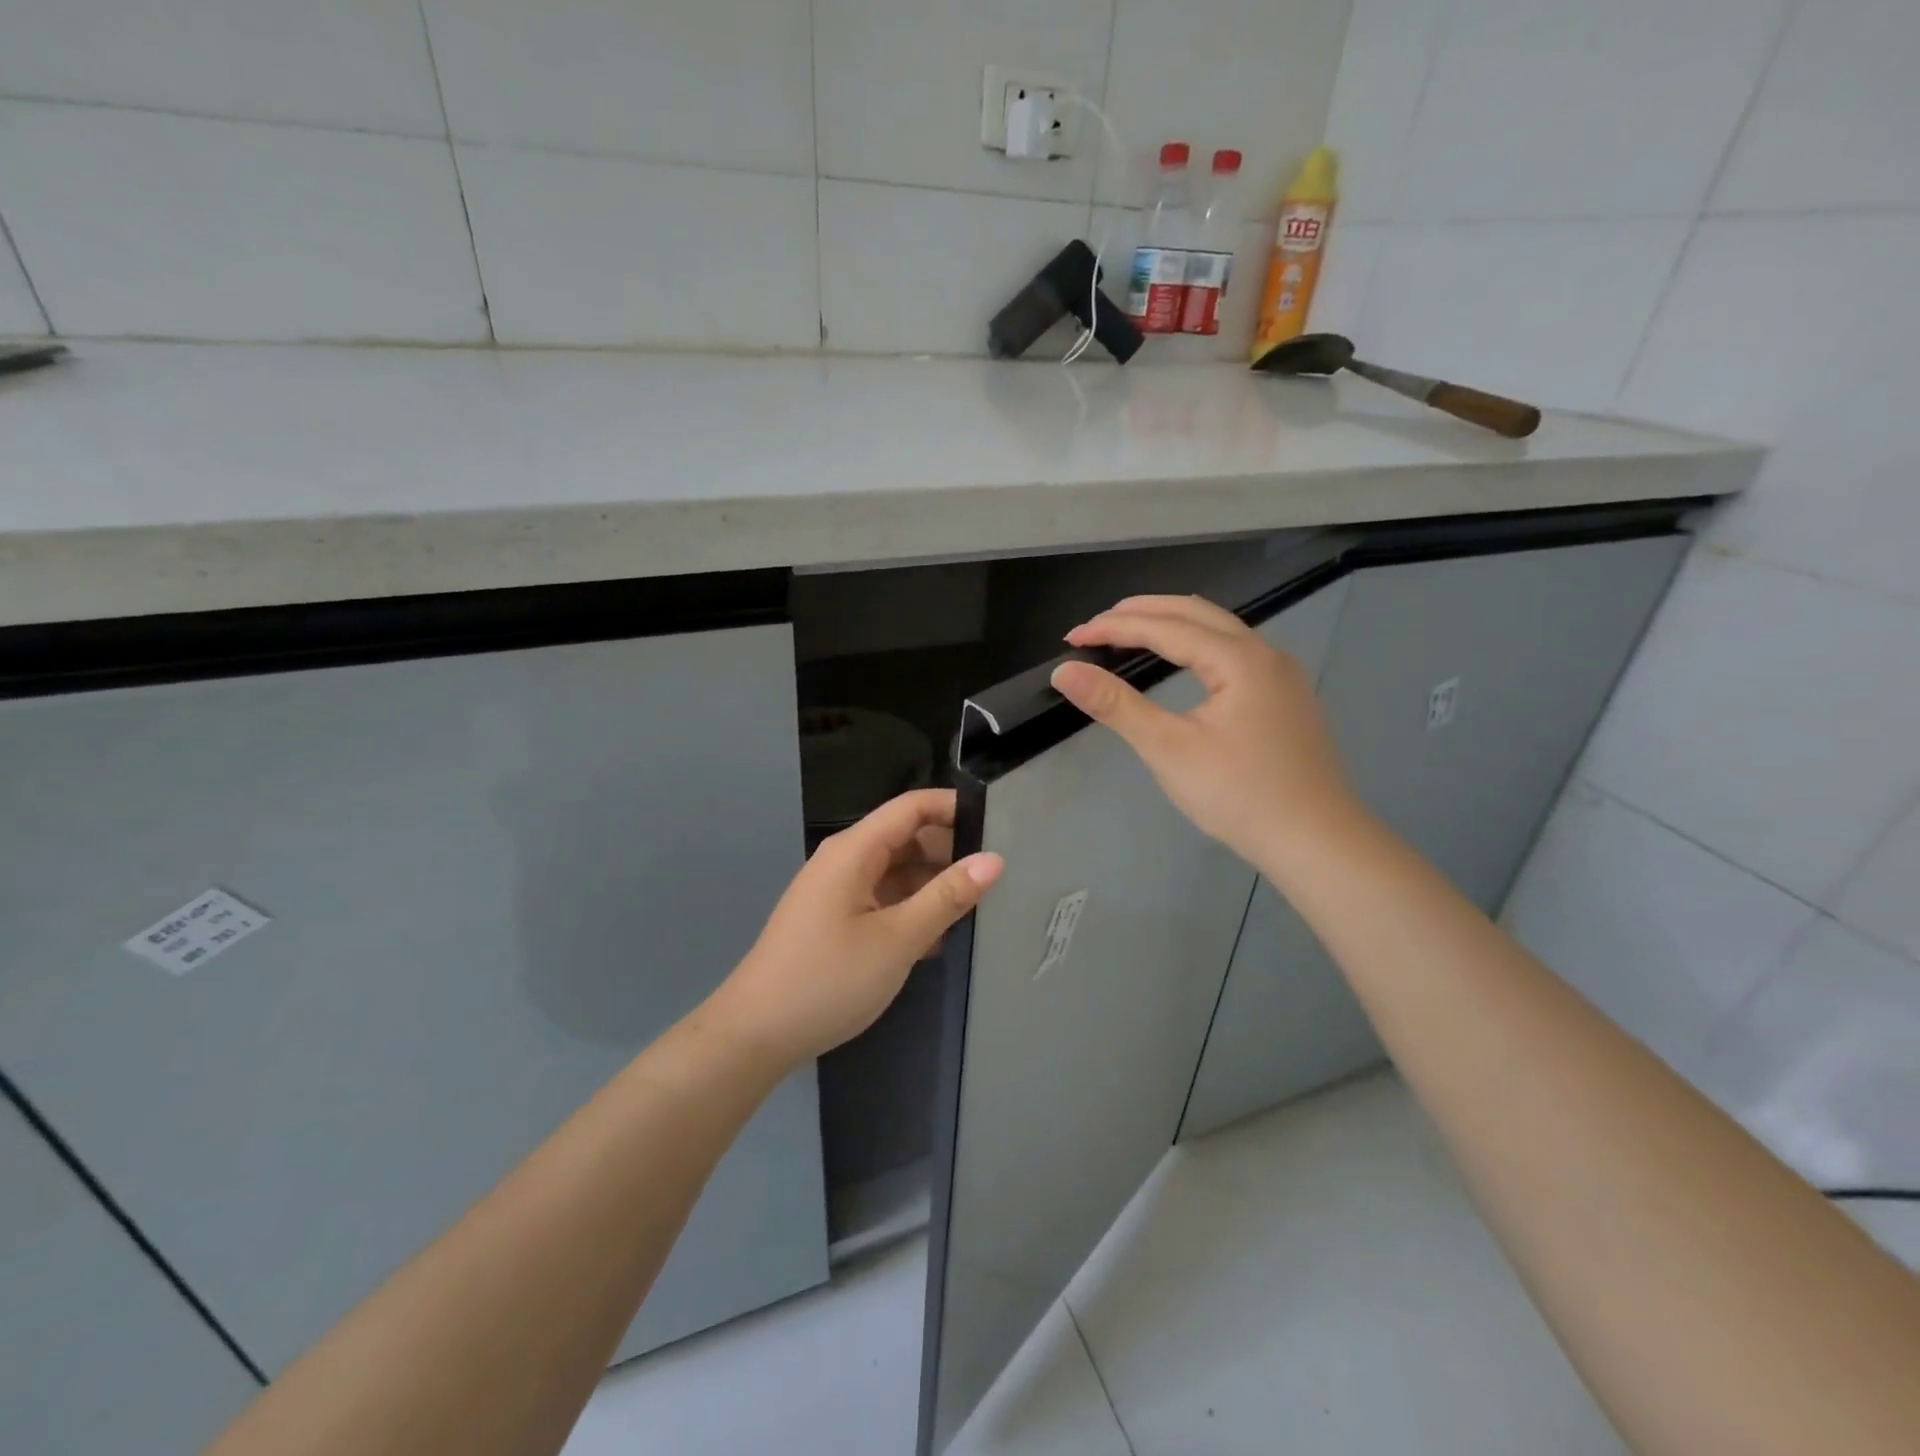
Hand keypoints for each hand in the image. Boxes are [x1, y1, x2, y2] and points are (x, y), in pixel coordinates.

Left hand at [706, 789, 1003, 1068]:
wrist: (755, 1035)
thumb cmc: (829, 979)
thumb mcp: (898, 939)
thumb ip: (947, 897)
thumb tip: (993, 860)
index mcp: (854, 851)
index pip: (911, 807)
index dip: (954, 808)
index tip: (999, 826)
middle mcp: (844, 861)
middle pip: (905, 837)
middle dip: (949, 851)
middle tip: (997, 875)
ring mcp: (837, 892)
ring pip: (896, 872)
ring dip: (932, 885)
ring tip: (979, 906)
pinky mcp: (835, 921)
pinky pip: (882, 900)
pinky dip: (911, 910)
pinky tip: (940, 938)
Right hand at [1050, 595, 1358, 868]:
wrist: (1316, 842)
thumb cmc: (1239, 795)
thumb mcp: (1168, 749)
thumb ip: (1116, 705)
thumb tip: (1065, 670)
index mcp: (1239, 658)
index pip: (1165, 626)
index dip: (1114, 627)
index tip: (1073, 636)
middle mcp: (1265, 653)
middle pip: (1195, 612)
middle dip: (1142, 612)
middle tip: (1096, 626)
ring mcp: (1282, 675)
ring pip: (1219, 629)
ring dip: (1171, 623)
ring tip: (1130, 633)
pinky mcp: (1287, 697)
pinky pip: (1234, 650)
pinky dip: (1196, 643)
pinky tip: (1182, 663)